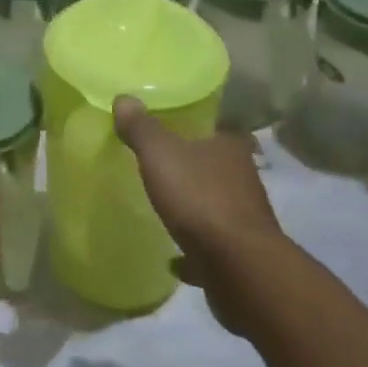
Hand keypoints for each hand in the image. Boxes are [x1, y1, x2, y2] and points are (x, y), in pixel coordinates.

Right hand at [114, 97, 283, 330]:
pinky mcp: (240, 255)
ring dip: (196, 207)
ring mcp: (244, 219)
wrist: (239, 268)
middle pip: (217, 166)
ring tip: (167, 207)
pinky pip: (210, 247)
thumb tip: (123, 98)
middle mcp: (244, 179)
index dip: (198, 125)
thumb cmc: (201, 199)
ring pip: (216, 205)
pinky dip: (193, 251)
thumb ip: (141, 128)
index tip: (175, 127)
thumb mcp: (161, 154)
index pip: (217, 127)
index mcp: (230, 148)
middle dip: (194, 166)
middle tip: (163, 165)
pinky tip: (173, 258)